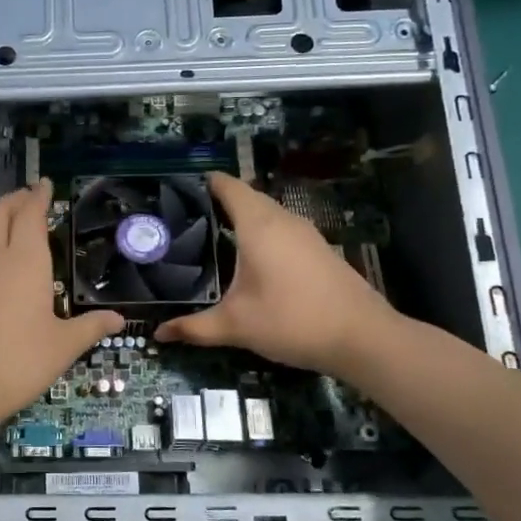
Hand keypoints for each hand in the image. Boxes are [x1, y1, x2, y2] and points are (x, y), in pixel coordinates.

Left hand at [0, 180, 124, 431]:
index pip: (29, 214)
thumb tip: (118, 319)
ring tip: (8, 223)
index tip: (44, 184)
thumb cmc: (19, 359)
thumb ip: (90, 327)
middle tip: (27, 197)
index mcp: (24, 259)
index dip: (37, 196)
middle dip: (12, 200)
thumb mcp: (63, 346)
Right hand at [156, 172, 396, 374]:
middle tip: (184, 219)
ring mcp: (305, 233)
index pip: (228, 186)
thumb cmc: (291, 320)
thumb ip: (194, 327)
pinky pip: (281, 229)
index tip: (177, 190)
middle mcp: (282, 220)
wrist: (362, 338)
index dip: (204, 183)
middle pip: (246, 197)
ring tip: (210, 236)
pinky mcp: (318, 250)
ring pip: (266, 214)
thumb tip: (158, 333)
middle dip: (217, 202)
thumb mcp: (236, 326)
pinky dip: (260, 233)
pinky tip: (248, 259)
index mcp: (258, 226)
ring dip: (241, 218)